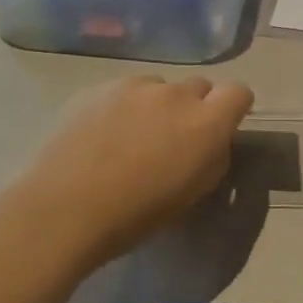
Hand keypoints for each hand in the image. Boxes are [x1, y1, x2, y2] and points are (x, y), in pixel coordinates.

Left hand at [5, 75, 254, 266]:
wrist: (63, 209)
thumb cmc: (136, 215)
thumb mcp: (192, 195)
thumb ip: (212, 159)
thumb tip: (211, 142)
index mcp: (206, 123)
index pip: (238, 92)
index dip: (233, 107)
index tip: (222, 127)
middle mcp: (176, 94)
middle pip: (199, 86)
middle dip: (194, 107)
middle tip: (174, 138)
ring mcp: (135, 86)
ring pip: (159, 87)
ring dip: (157, 106)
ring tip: (131, 138)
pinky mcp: (99, 88)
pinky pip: (124, 91)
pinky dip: (123, 107)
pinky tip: (101, 136)